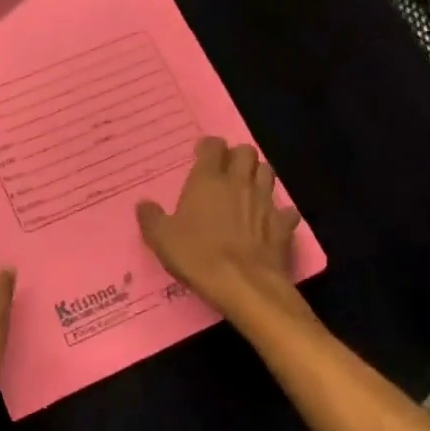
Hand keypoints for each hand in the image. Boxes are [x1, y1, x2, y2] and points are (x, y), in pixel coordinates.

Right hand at [137, 138, 301, 311]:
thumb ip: (151, 217)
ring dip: (258, 175)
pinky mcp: (283, 225)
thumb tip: (144, 204)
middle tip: (227, 170)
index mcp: (208, 180)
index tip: (201, 154)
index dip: (209, 146)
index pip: (214, 146)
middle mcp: (239, 183)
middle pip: (247, 152)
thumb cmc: (198, 255)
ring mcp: (265, 202)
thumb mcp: (161, 239)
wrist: (243, 285)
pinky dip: (279, 212)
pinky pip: (286, 210)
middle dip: (238, 156)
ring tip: (248, 188)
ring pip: (268, 172)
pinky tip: (271, 221)